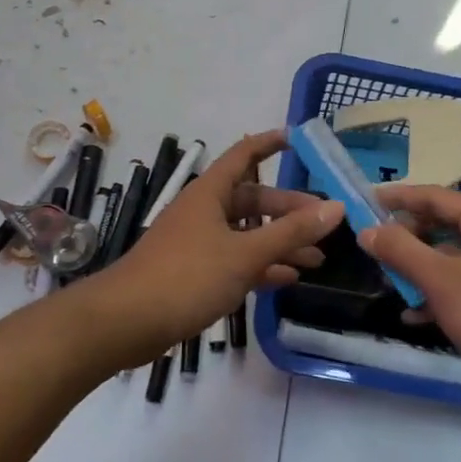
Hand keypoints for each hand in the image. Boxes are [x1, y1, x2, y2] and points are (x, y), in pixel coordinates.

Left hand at [81, 131, 342, 367]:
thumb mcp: (245, 253)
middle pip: (252, 199)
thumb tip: (336, 208)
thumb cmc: (186, 276)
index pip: (244, 154)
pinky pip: (236, 260)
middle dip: (288, 209)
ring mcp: (198, 242)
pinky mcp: (194, 272)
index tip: (298, 139)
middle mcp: (204, 211)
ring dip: (279, 242)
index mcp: (210, 193)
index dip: (270, 143)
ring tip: (317, 258)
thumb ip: (290, 232)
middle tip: (324, 222)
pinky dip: (261, 266)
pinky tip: (287, 279)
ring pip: (247, 233)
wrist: (125, 322)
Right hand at [359, 185, 460, 397]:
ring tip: (389, 283)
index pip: (433, 196)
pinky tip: (415, 317)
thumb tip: (367, 230)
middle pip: (442, 224)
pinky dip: (439, 292)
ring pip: (451, 257)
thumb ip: (400, 250)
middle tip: (375, 248)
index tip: (365, 200)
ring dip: (419, 268)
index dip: (397, 197)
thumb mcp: (439, 279)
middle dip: (407, 237)